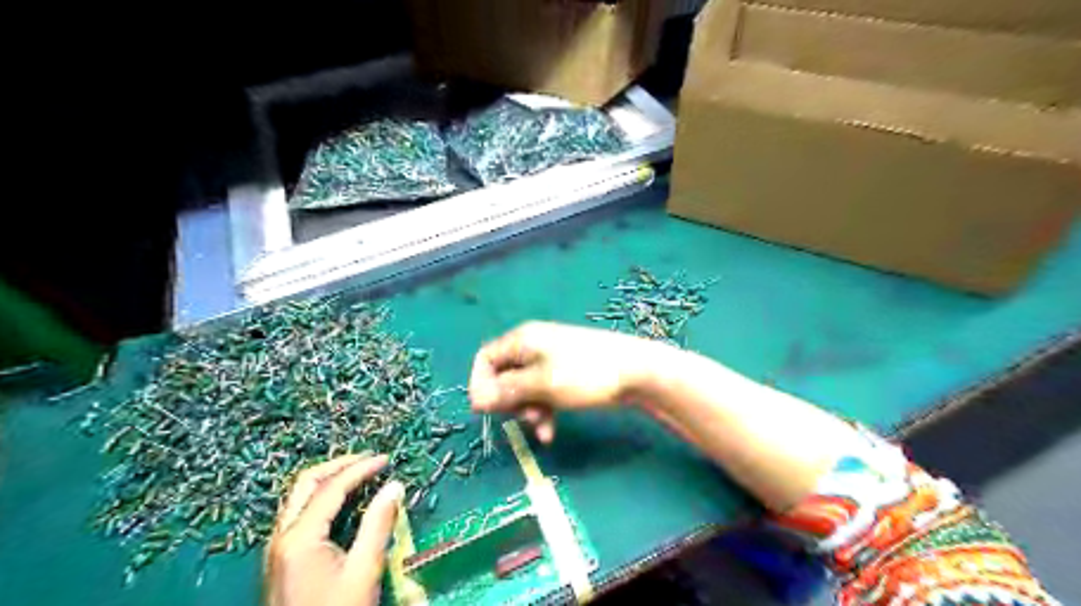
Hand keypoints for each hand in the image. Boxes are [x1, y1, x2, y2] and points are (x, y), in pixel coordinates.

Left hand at [267, 451, 405, 605]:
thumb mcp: (363, 571)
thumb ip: (379, 525)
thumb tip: (395, 486)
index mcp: (299, 538)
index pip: (331, 488)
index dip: (361, 469)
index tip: (386, 459)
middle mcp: (282, 537)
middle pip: (306, 483)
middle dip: (339, 466)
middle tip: (369, 460)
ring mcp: (278, 549)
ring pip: (299, 497)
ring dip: (329, 480)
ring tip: (359, 474)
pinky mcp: (282, 560)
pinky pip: (300, 514)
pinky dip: (322, 498)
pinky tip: (343, 503)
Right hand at [470, 321, 654, 443]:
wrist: (636, 371)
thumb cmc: (585, 373)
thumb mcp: (542, 384)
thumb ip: (507, 391)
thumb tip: (476, 400)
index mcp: (523, 340)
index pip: (485, 358)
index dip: (480, 384)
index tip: (485, 410)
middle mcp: (533, 346)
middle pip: (503, 375)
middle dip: (508, 401)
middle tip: (521, 417)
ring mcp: (551, 359)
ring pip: (523, 388)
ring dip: (527, 410)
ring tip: (541, 426)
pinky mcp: (565, 373)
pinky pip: (543, 392)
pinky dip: (543, 410)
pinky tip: (550, 432)